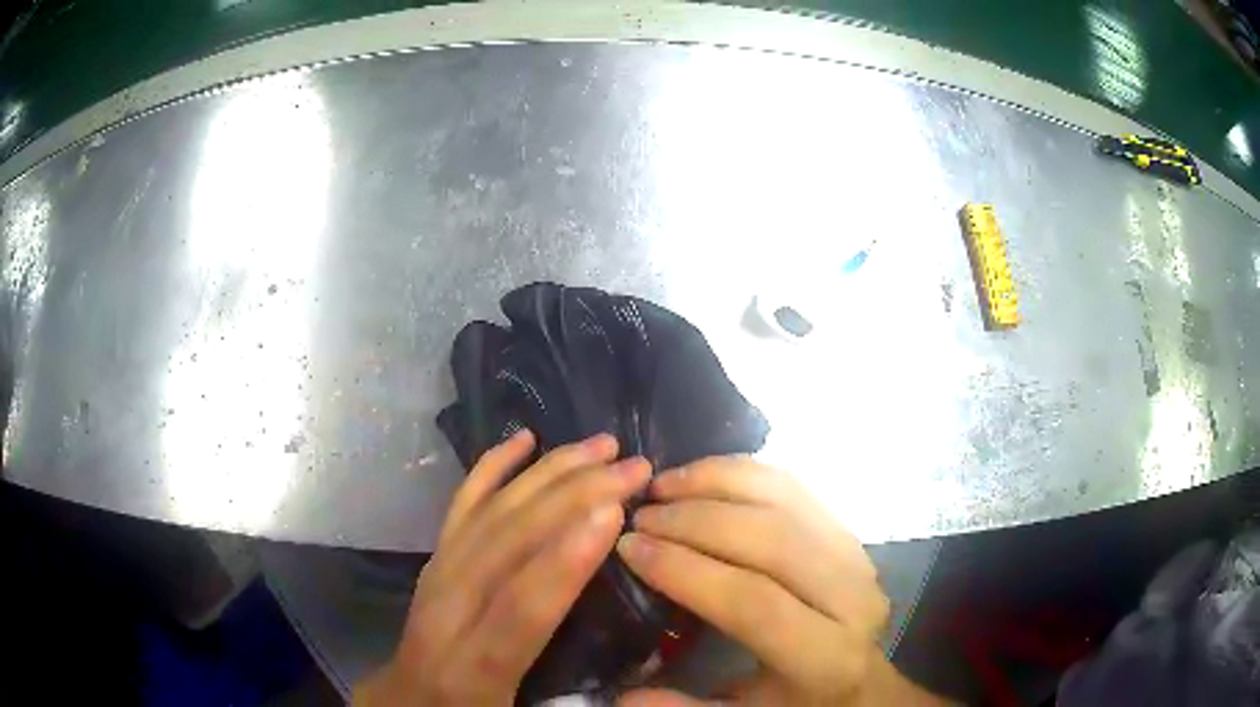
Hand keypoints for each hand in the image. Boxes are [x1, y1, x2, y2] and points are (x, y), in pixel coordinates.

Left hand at [354, 430, 650, 705]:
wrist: (408, 698)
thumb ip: (572, 696)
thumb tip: (642, 660)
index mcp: (474, 668)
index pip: (520, 609)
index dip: (565, 561)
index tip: (614, 513)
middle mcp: (448, 612)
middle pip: (507, 544)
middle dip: (573, 498)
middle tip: (633, 468)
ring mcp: (437, 575)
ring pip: (490, 513)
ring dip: (548, 474)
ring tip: (601, 446)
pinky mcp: (435, 557)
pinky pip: (461, 504)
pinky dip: (492, 467)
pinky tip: (523, 439)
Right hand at [615, 458, 945, 705]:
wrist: (862, 682)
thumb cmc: (798, 703)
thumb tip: (618, 695)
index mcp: (826, 657)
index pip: (753, 602)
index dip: (687, 570)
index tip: (630, 547)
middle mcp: (852, 598)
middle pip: (772, 541)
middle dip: (696, 521)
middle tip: (641, 514)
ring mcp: (856, 557)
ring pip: (786, 501)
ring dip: (718, 483)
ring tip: (663, 484)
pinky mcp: (849, 534)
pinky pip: (796, 488)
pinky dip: (745, 473)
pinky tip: (702, 476)